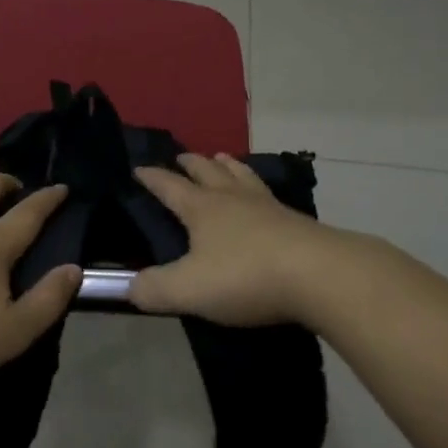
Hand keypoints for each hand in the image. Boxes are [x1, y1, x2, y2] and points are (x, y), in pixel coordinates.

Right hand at [130, 153, 340, 324]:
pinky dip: (256, 186)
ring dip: (227, 166)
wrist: (318, 274)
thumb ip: (154, 289)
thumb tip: (128, 287)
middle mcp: (232, 198)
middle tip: (182, 157)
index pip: (169, 186)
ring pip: (241, 176)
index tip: (138, 168)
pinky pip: (268, 193)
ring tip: (222, 159)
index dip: (152, 178)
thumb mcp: (189, 289)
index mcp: (202, 208)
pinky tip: (263, 195)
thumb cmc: (245, 276)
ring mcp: (266, 206)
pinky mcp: (295, 221)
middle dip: (191, 163)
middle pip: (208, 171)